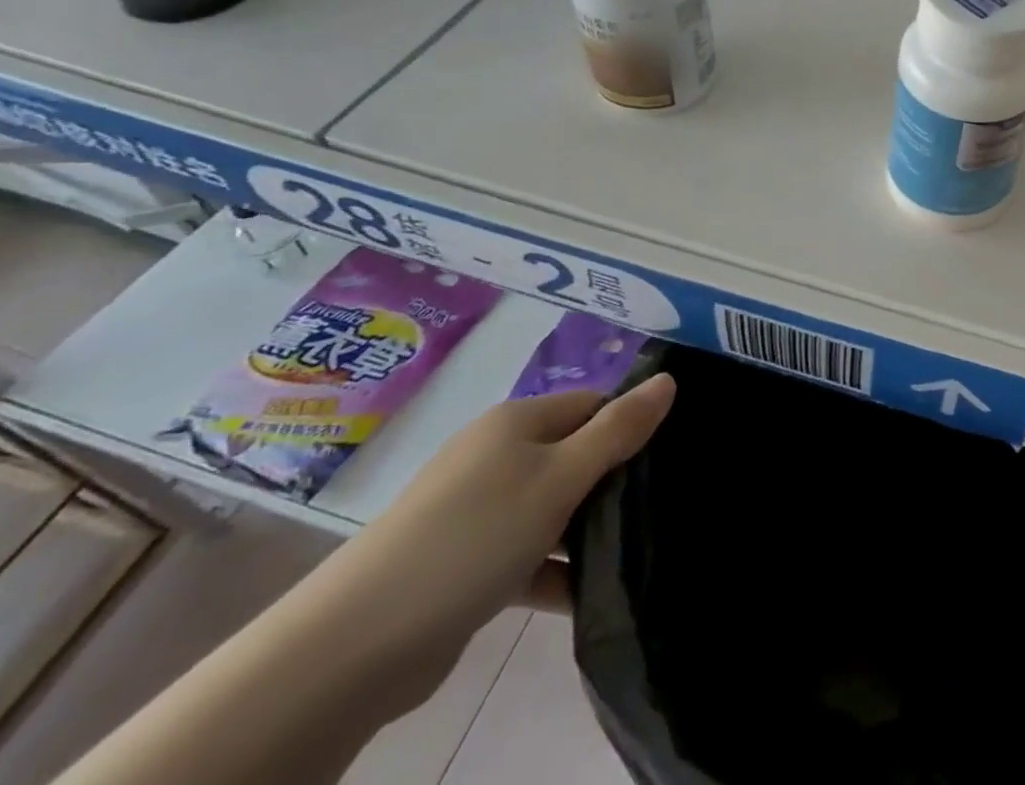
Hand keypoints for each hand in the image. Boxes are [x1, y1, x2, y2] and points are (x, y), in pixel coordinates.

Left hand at [306, 375, 675, 708]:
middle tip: (656, 505)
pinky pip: (524, 551)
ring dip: (584, 529)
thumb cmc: (474, 536)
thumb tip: (668, 379)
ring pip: (550, 506)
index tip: (667, 458)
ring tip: (632, 550)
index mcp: (518, 422)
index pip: (593, 404)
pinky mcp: (463, 561)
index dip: (630, 424)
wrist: (355, 644)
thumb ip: (618, 430)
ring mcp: (475, 509)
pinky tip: (584, 594)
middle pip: (573, 453)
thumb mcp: (561, 477)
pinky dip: (551, 568)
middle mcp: (496, 454)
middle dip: (612, 479)